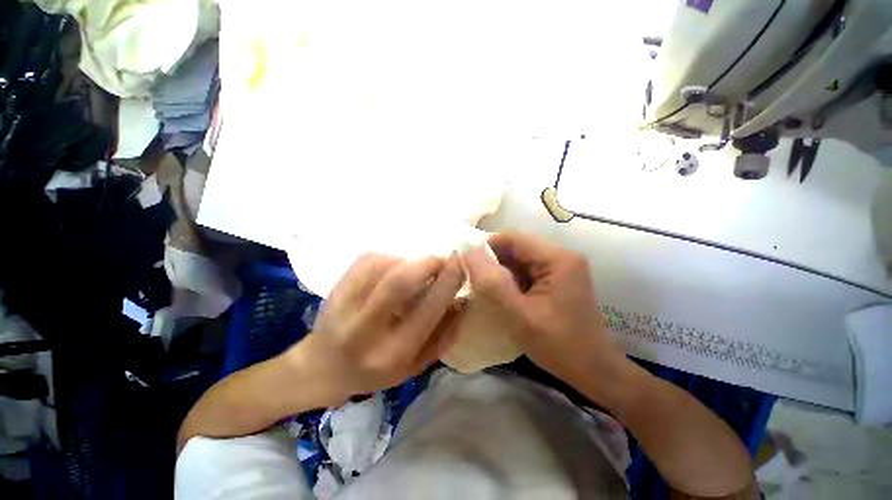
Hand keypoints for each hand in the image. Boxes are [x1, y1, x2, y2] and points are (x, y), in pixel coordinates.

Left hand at [287, 253, 464, 405]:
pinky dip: (391, 258)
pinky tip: (395, 268)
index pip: (427, 309)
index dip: (448, 282)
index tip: (461, 265)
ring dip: (410, 261)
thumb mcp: (416, 364)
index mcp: (391, 353)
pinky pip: (369, 259)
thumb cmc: (376, 371)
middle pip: (401, 282)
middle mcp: (365, 330)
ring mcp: (344, 305)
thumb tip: (463, 300)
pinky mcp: (335, 287)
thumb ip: (443, 334)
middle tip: (443, 260)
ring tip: (418, 270)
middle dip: (429, 263)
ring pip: (385, 265)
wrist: (323, 368)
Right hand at [461, 231, 628, 402]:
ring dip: (500, 271)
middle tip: (472, 279)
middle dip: (492, 261)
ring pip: (519, 259)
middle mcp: (561, 255)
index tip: (467, 264)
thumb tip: (469, 253)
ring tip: (483, 288)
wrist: (594, 370)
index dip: (486, 247)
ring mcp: (560, 267)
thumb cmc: (560, 345)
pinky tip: (501, 294)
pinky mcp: (557, 278)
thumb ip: (492, 284)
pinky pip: (527, 270)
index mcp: (557, 258)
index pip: (513, 238)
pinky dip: (510, 279)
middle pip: (517, 246)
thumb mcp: (520, 316)